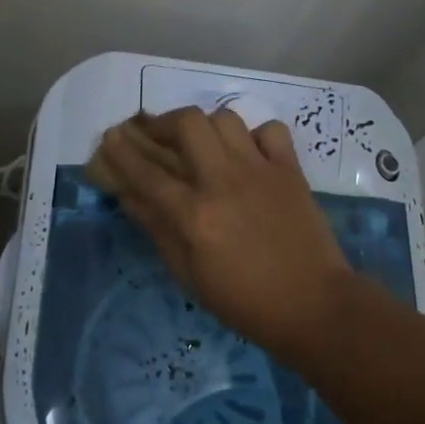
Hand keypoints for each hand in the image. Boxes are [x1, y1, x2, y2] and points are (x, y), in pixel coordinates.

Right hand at [88, 108, 352, 351]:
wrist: (314, 304)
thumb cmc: (244, 301)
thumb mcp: (189, 274)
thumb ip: (157, 228)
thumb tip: (128, 194)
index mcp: (195, 215)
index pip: (147, 172)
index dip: (123, 151)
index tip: (110, 137)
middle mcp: (224, 181)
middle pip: (186, 123)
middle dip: (163, 122)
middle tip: (157, 134)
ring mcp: (260, 169)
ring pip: (225, 119)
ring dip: (206, 126)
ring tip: (201, 142)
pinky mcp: (290, 168)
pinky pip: (270, 130)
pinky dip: (254, 136)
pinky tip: (247, 153)